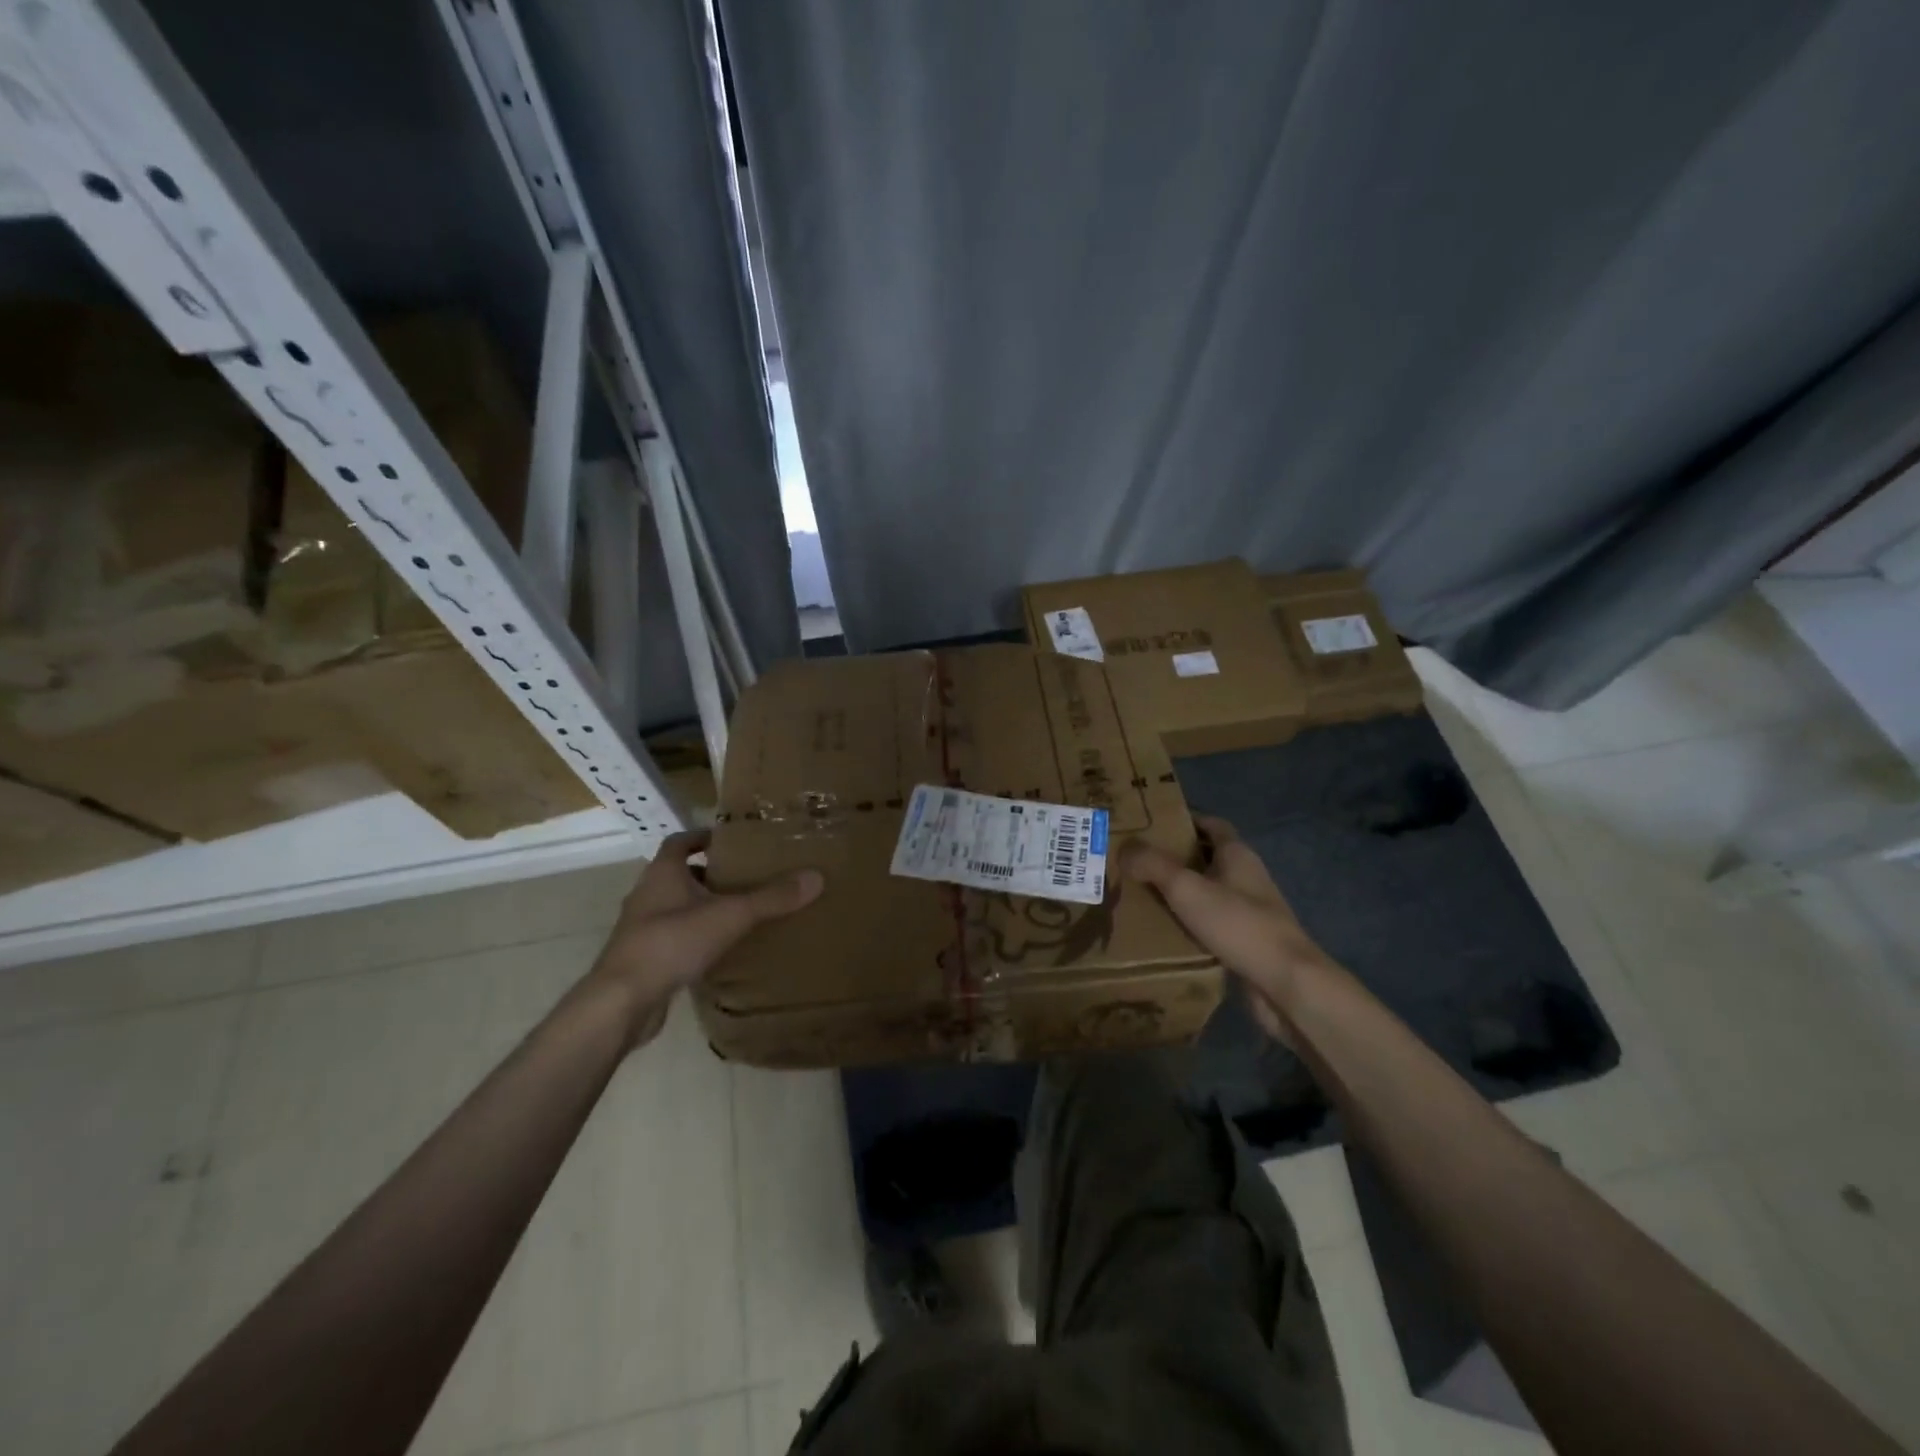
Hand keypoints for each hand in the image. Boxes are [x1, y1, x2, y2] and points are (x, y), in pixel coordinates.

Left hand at [582, 831, 823, 1047]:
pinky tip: (720, 950)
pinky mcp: (644, 958)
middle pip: (680, 874)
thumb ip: (772, 898)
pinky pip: (674, 938)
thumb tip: (816, 877)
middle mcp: (648, 895)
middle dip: (711, 874)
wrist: (622, 1002)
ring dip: (703, 907)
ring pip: (676, 907)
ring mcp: (642, 929)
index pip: (681, 842)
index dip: (704, 837)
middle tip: (747, 877)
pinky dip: (696, 937)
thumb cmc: (671, 943)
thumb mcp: (729, 916)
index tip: (733, 841)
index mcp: (662, 873)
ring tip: (740, 913)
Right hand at [1122, 814, 1336, 1040]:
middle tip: (1136, 861)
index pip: (1211, 824)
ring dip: (1181, 892)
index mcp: (1237, 854)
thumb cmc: (1238, 924)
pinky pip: (1212, 922)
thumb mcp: (1187, 888)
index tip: (1150, 825)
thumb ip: (1153, 865)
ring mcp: (1250, 910)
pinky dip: (1190, 922)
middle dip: (1174, 857)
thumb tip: (1124, 848)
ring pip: (1209, 891)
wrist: (1285, 983)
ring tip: (1142, 895)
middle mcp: (1246, 877)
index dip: (1184, 820)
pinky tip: (1165, 931)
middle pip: (1207, 857)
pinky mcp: (1247, 940)